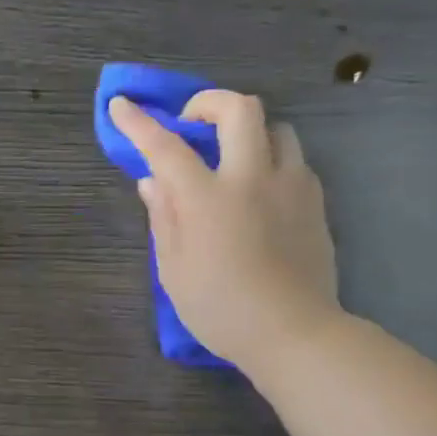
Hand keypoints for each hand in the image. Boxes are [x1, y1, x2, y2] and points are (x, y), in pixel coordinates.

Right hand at [108, 90, 340, 375]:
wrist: (293, 332)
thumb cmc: (220, 309)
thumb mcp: (173, 269)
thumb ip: (163, 217)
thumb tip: (152, 181)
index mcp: (207, 199)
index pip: (166, 147)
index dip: (139, 123)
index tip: (121, 104)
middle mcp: (251, 179)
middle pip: (239, 109)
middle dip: (209, 102)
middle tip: (192, 124)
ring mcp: (290, 186)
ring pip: (276, 127)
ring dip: (248, 131)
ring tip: (232, 157)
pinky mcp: (315, 201)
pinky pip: (294, 160)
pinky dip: (271, 159)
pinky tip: (260, 189)